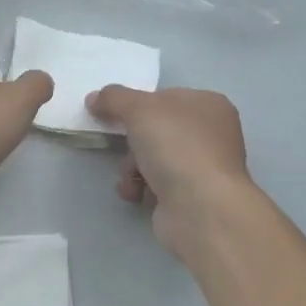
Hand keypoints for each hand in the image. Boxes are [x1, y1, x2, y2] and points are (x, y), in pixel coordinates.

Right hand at [85, 85, 260, 255]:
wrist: (199, 207)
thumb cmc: (176, 147)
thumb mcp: (139, 109)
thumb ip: (113, 98)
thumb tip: (94, 98)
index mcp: (209, 105)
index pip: (165, 98)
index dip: (137, 105)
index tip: (116, 117)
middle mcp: (212, 134)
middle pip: (156, 130)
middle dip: (132, 142)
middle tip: (122, 148)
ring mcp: (204, 167)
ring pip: (153, 158)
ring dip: (131, 167)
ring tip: (130, 177)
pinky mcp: (193, 196)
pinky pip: (158, 184)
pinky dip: (141, 187)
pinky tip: (136, 193)